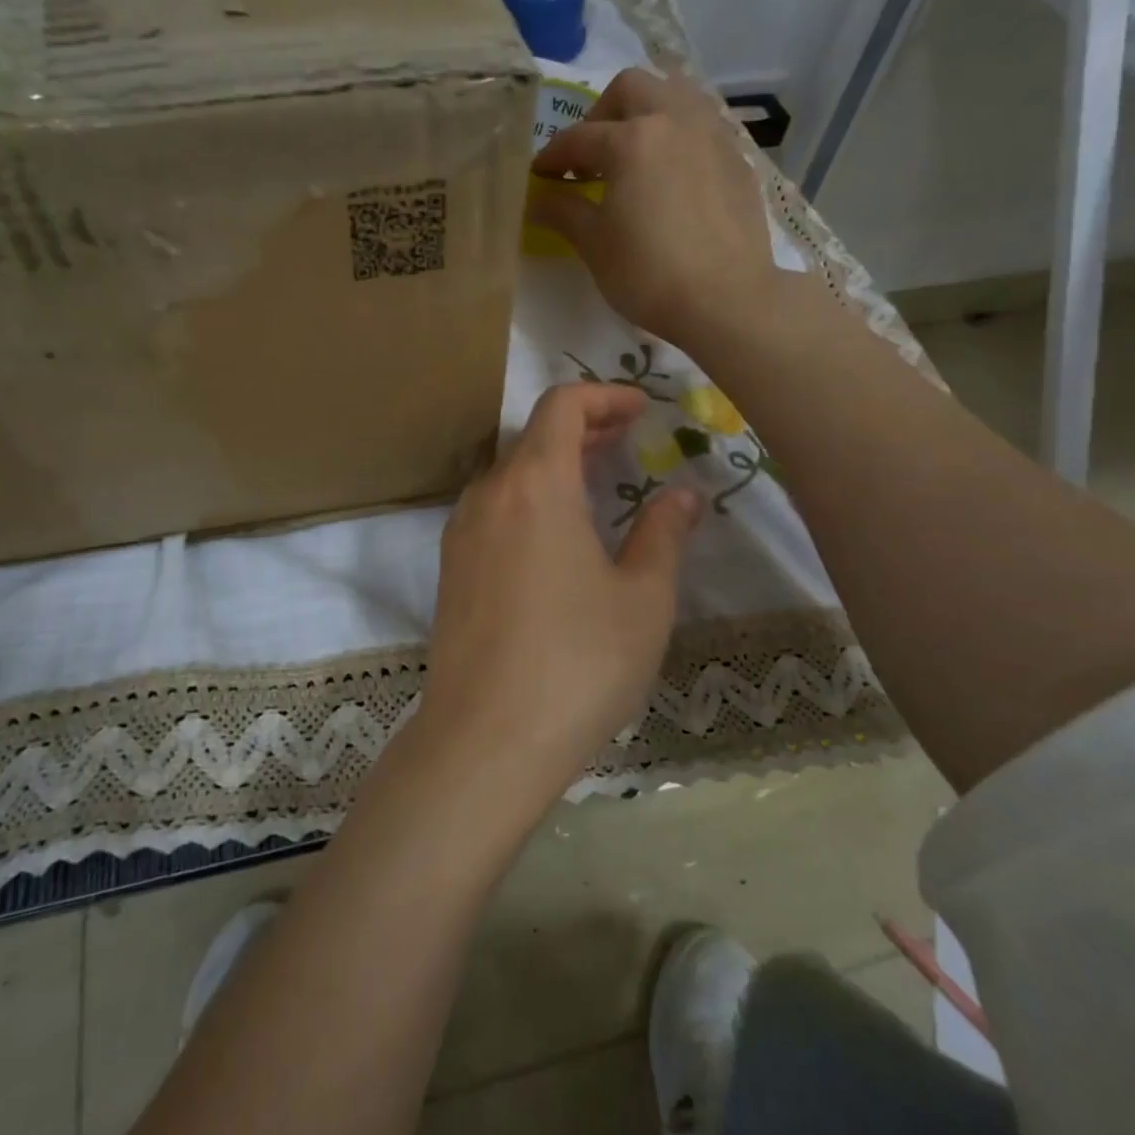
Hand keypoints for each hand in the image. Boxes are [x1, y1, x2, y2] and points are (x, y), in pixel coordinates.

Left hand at [411, 383, 701, 821]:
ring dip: (554, 465)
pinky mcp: (451, 567)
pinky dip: (529, 499)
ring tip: (598, 485)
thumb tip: (683, 493)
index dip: (603, 395)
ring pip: (510, 474)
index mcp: (535, 485)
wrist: (485, 738)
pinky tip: (558, 537)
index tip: (640, 410)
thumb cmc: (577, 663)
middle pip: (533, 436)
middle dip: (583, 428)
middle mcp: (488, 494)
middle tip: (628, 441)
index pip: (561, 406)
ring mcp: (461, 531)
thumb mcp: (642, 599)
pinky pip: (493, 510)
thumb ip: (663, 534)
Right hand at [528, 68, 787, 348]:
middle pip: (631, 89)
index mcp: (632, 140)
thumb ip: (564, 211)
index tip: (540, 175)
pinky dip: (679, 135)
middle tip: (590, 155)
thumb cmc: (648, 273)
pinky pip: (703, 125)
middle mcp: (674, 121)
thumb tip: (537, 199)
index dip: (552, 155)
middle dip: (601, 113)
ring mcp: (712, 135)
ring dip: (647, 112)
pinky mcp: (737, 158)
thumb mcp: (595, 245)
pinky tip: (672, 174)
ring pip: (676, 94)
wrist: (726, 299)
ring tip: (635, 153)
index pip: (579, 137)